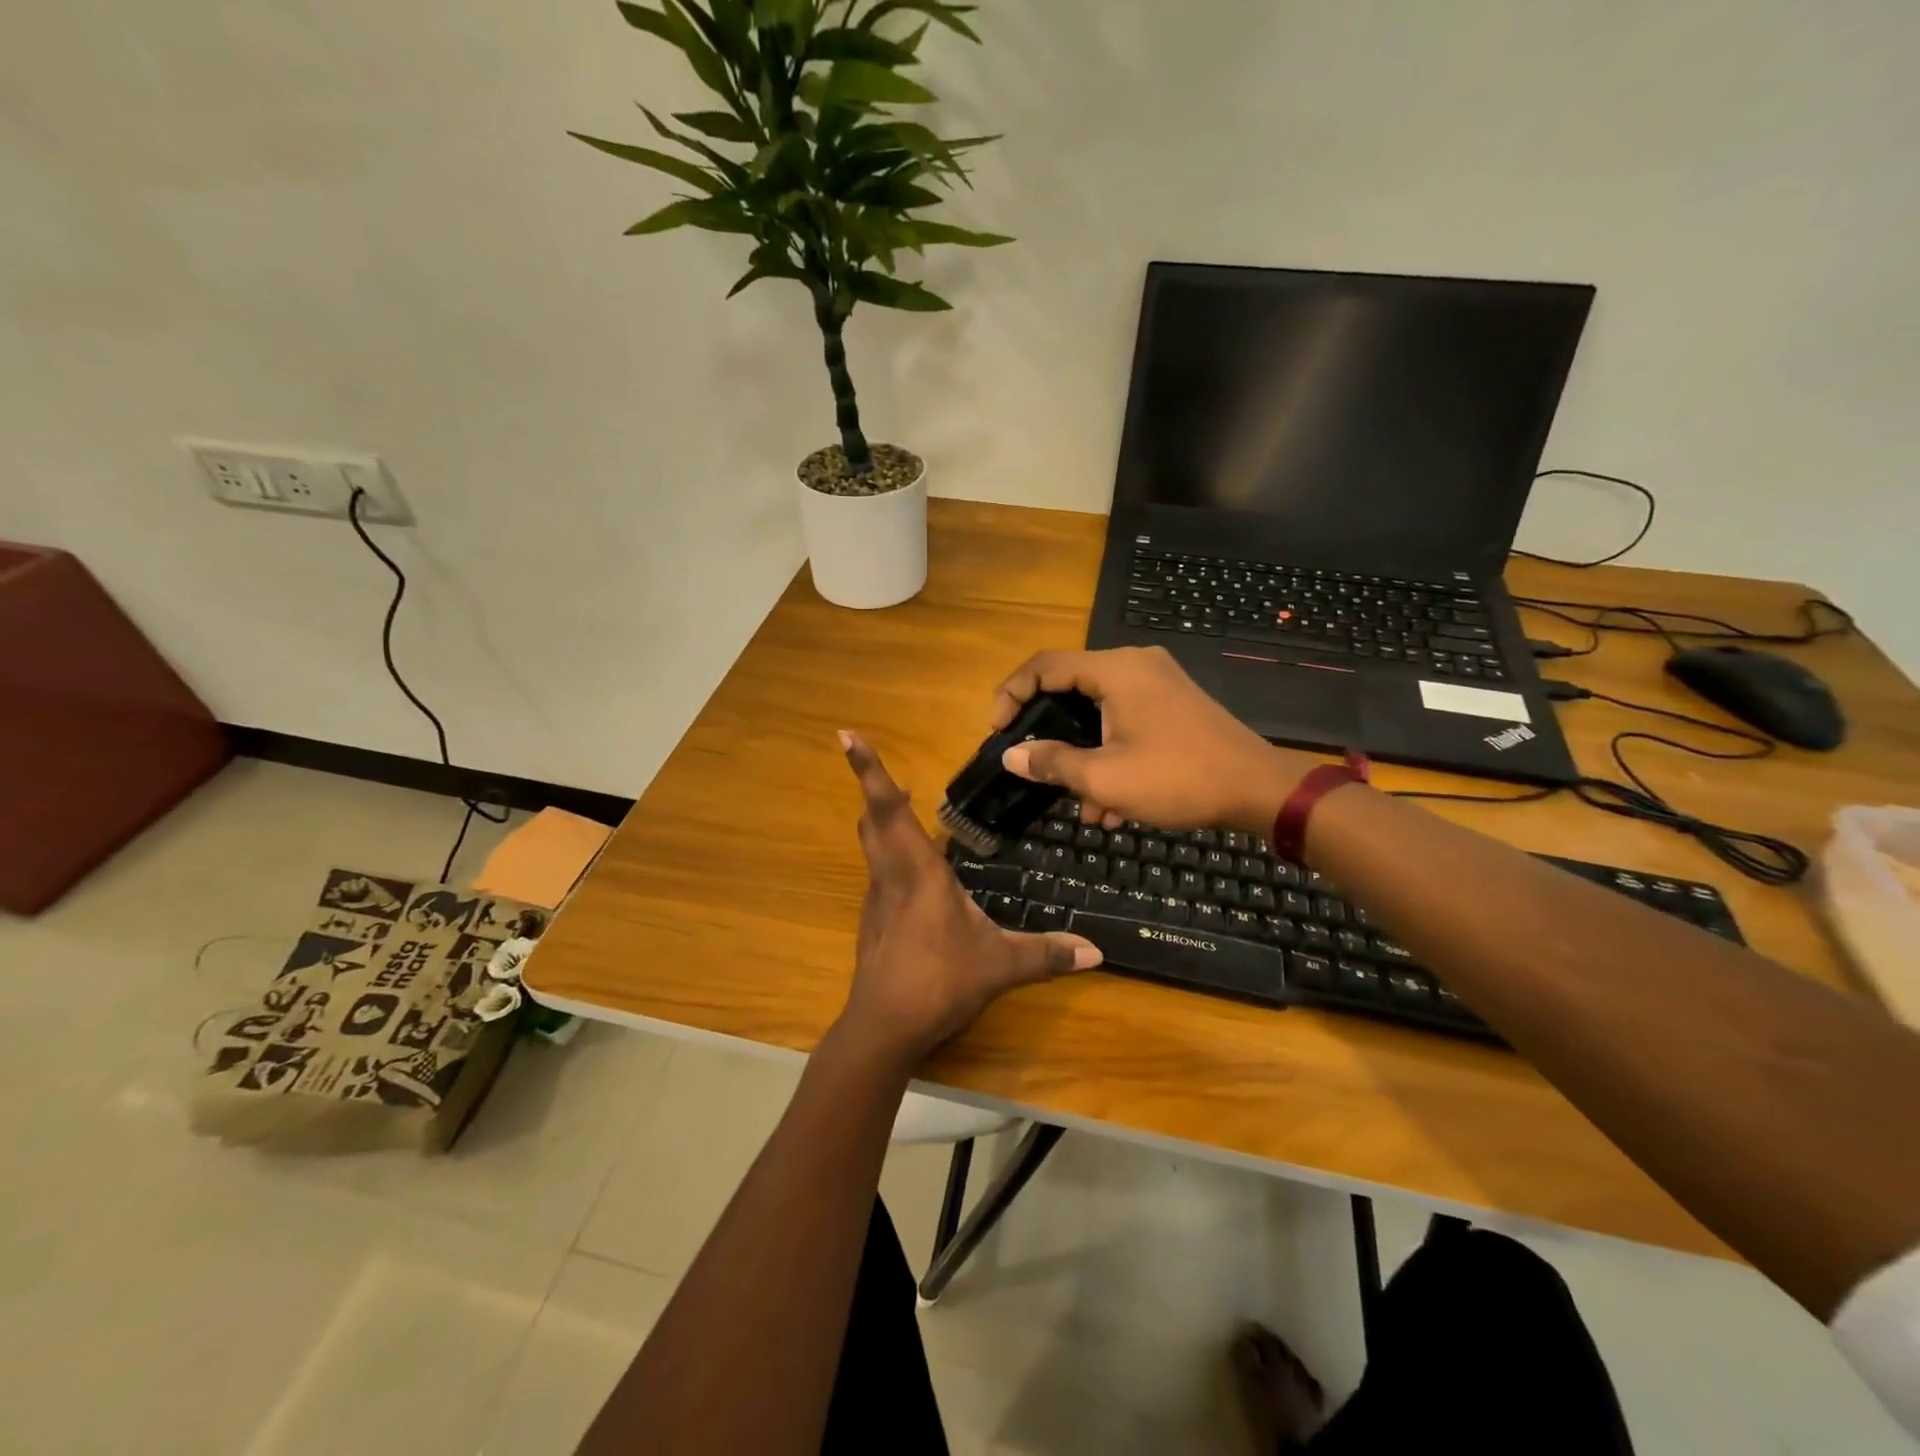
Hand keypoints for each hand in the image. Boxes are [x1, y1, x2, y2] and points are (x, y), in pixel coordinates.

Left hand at [835, 731, 1101, 1065]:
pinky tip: (914, 879)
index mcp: (918, 871)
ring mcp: (876, 900)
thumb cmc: (939, 981)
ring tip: (902, 813)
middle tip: (891, 776)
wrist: (883, 1028)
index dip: (867, 770)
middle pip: (873, 821)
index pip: (888, 808)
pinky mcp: (872, 922)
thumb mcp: (1000, 965)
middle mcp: (891, 876)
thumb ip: (1047, 954)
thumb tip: (1097, 951)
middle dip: (876, 791)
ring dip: (881, 824)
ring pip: (871, 847)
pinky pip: (878, 875)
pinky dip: (889, 859)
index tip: (846, 735)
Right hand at [991, 646, 1321, 833]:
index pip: (1045, 666)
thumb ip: (1052, 762)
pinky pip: (1125, 721)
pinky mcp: (1173, 704)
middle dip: (1050, 734)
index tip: (997, 731)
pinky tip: (1113, 807)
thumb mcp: (1105, 778)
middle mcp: (1135, 665)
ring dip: (1083, 755)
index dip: (1011, 694)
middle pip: (1071, 688)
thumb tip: (1011, 756)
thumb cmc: (1177, 778)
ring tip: (1082, 806)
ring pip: (1099, 712)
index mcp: (1115, 670)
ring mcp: (1157, 683)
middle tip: (1031, 764)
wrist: (1259, 790)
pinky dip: (1111, 754)